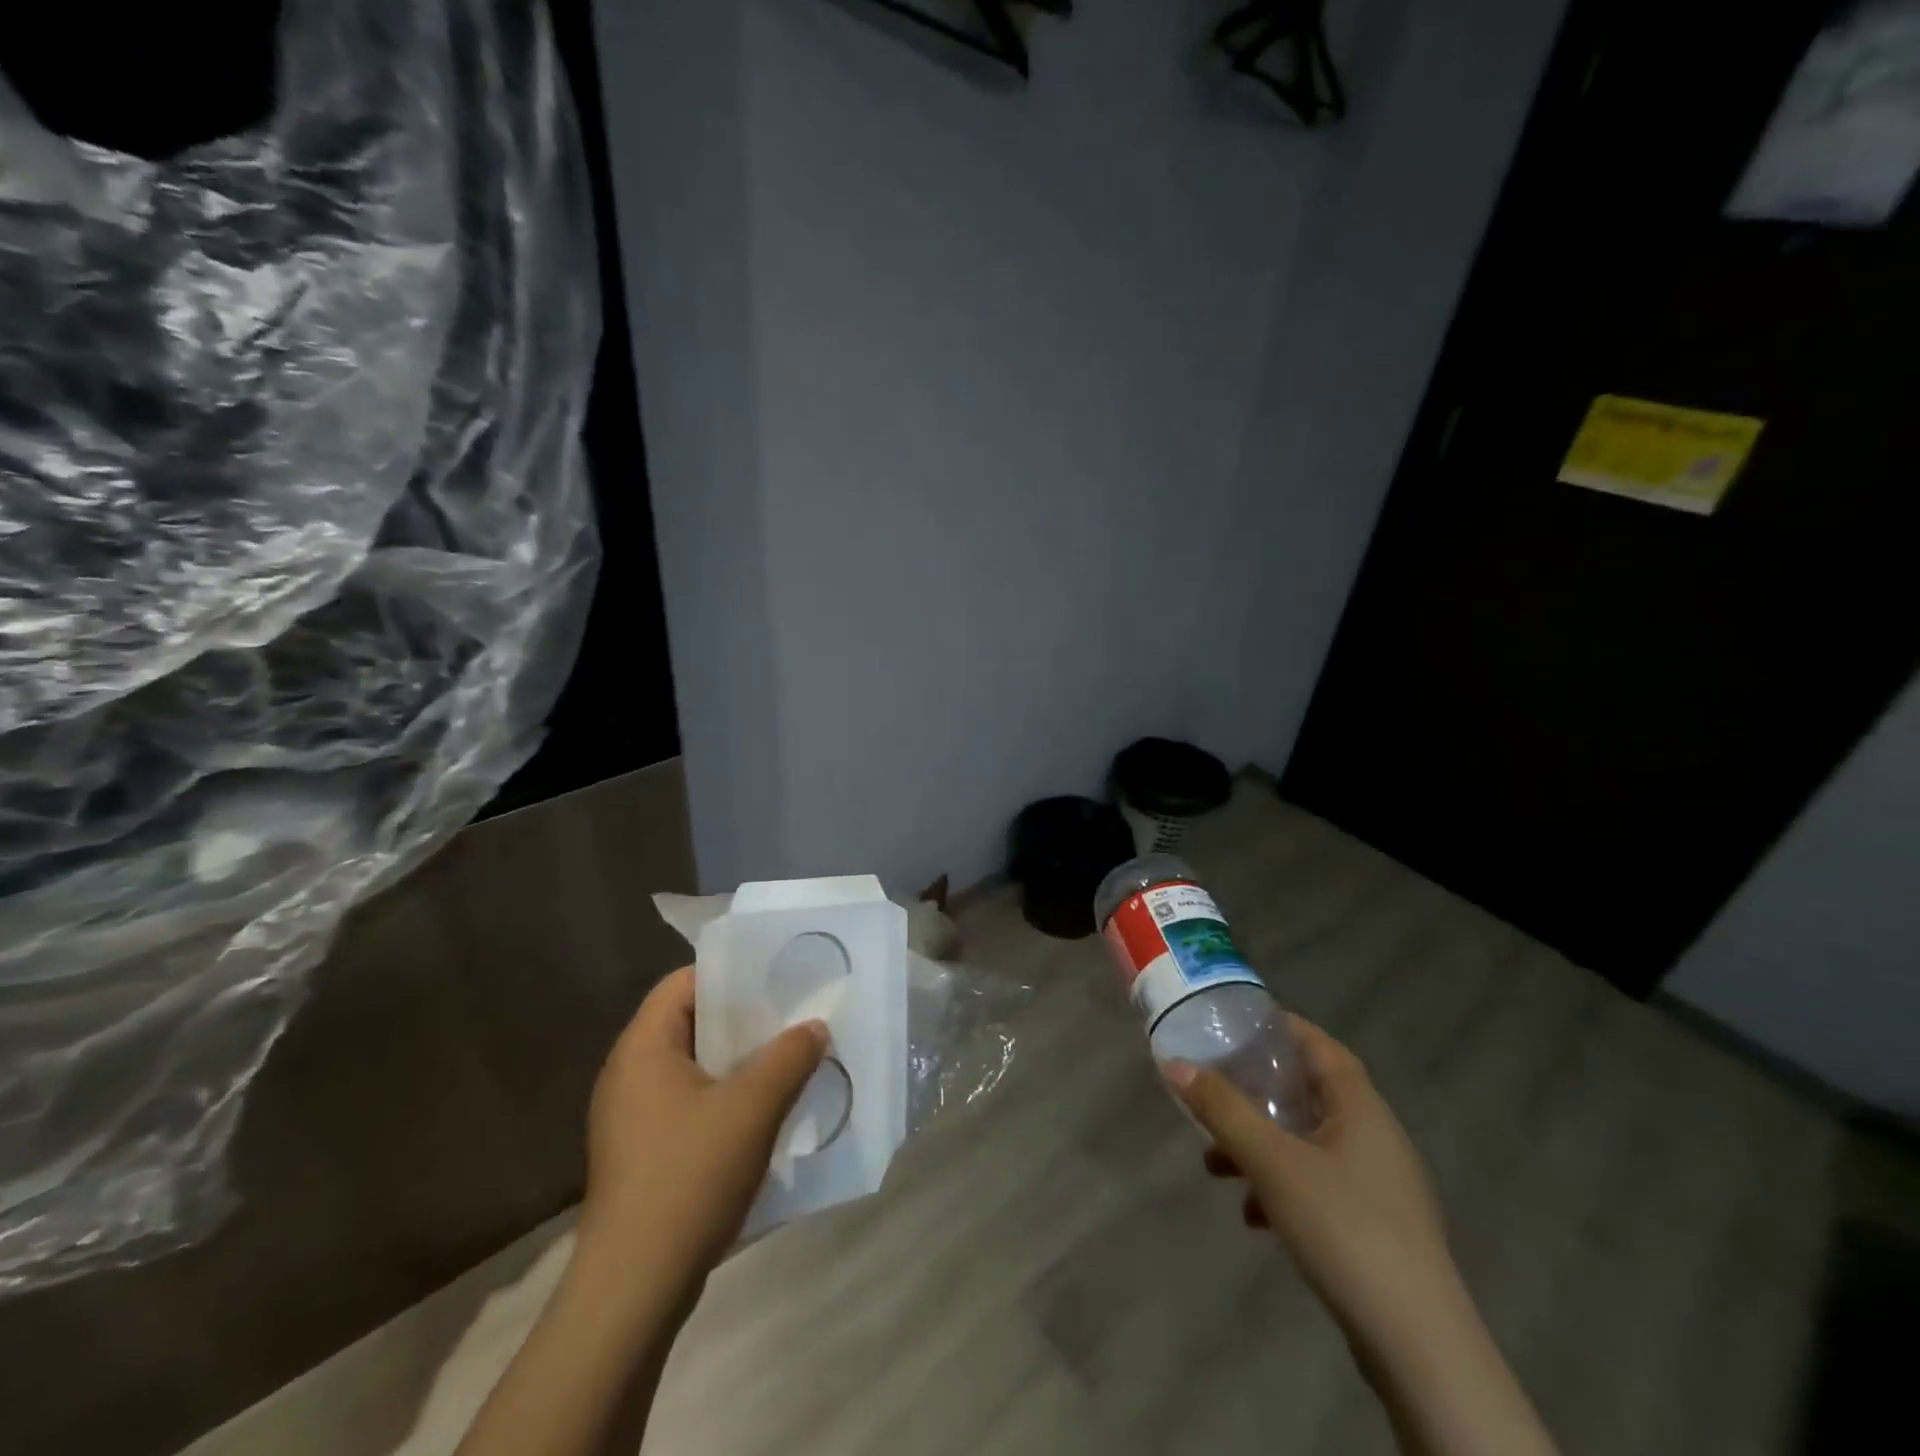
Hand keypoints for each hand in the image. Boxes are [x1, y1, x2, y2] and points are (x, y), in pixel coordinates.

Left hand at [578, 966, 826, 1284]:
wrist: (633, 1289)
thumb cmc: (689, 1177)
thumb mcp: (753, 1108)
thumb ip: (789, 1057)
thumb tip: (815, 1027)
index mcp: (643, 1048)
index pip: (684, 983)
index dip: (731, 974)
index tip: (777, 979)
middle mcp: (629, 1074)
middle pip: (690, 1022)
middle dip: (744, 1020)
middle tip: (792, 1017)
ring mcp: (631, 1118)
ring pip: (693, 1067)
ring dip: (739, 1062)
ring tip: (786, 1061)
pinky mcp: (641, 1154)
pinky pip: (688, 1103)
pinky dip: (724, 1098)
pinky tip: (762, 1114)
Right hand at [1166, 1015, 1456, 1352]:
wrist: (1417, 1345)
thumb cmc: (1343, 1227)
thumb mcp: (1271, 1161)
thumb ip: (1222, 1110)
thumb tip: (1175, 1064)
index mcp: (1360, 1107)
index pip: (1320, 1045)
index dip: (1279, 1028)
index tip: (1235, 1025)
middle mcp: (1376, 1136)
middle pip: (1310, 1093)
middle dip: (1258, 1092)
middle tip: (1215, 1090)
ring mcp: (1380, 1185)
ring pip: (1310, 1143)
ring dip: (1264, 1144)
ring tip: (1217, 1164)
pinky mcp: (1377, 1227)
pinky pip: (1321, 1185)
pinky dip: (1284, 1186)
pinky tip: (1254, 1215)